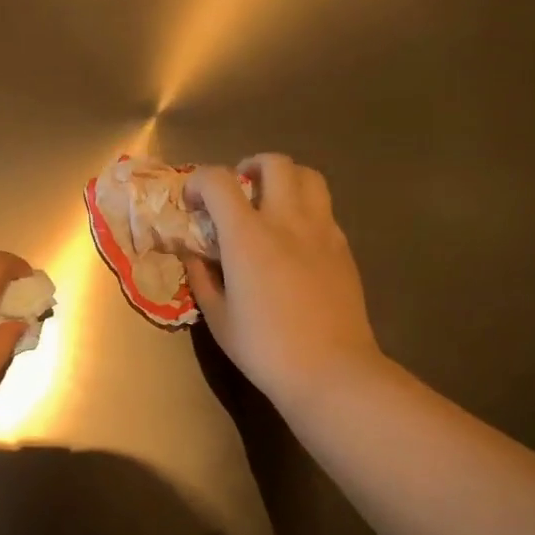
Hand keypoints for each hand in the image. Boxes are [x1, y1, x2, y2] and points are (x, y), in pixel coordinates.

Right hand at [182, 154, 383, 412]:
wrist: (330, 370)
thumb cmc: (264, 348)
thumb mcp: (218, 316)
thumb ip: (201, 277)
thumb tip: (194, 254)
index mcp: (248, 237)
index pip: (218, 182)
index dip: (198, 182)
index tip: (192, 201)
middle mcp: (286, 221)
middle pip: (274, 163)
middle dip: (249, 166)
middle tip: (237, 189)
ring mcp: (322, 231)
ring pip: (309, 176)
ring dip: (285, 178)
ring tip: (271, 201)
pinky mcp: (343, 247)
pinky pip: (324, 209)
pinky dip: (305, 207)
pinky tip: (294, 237)